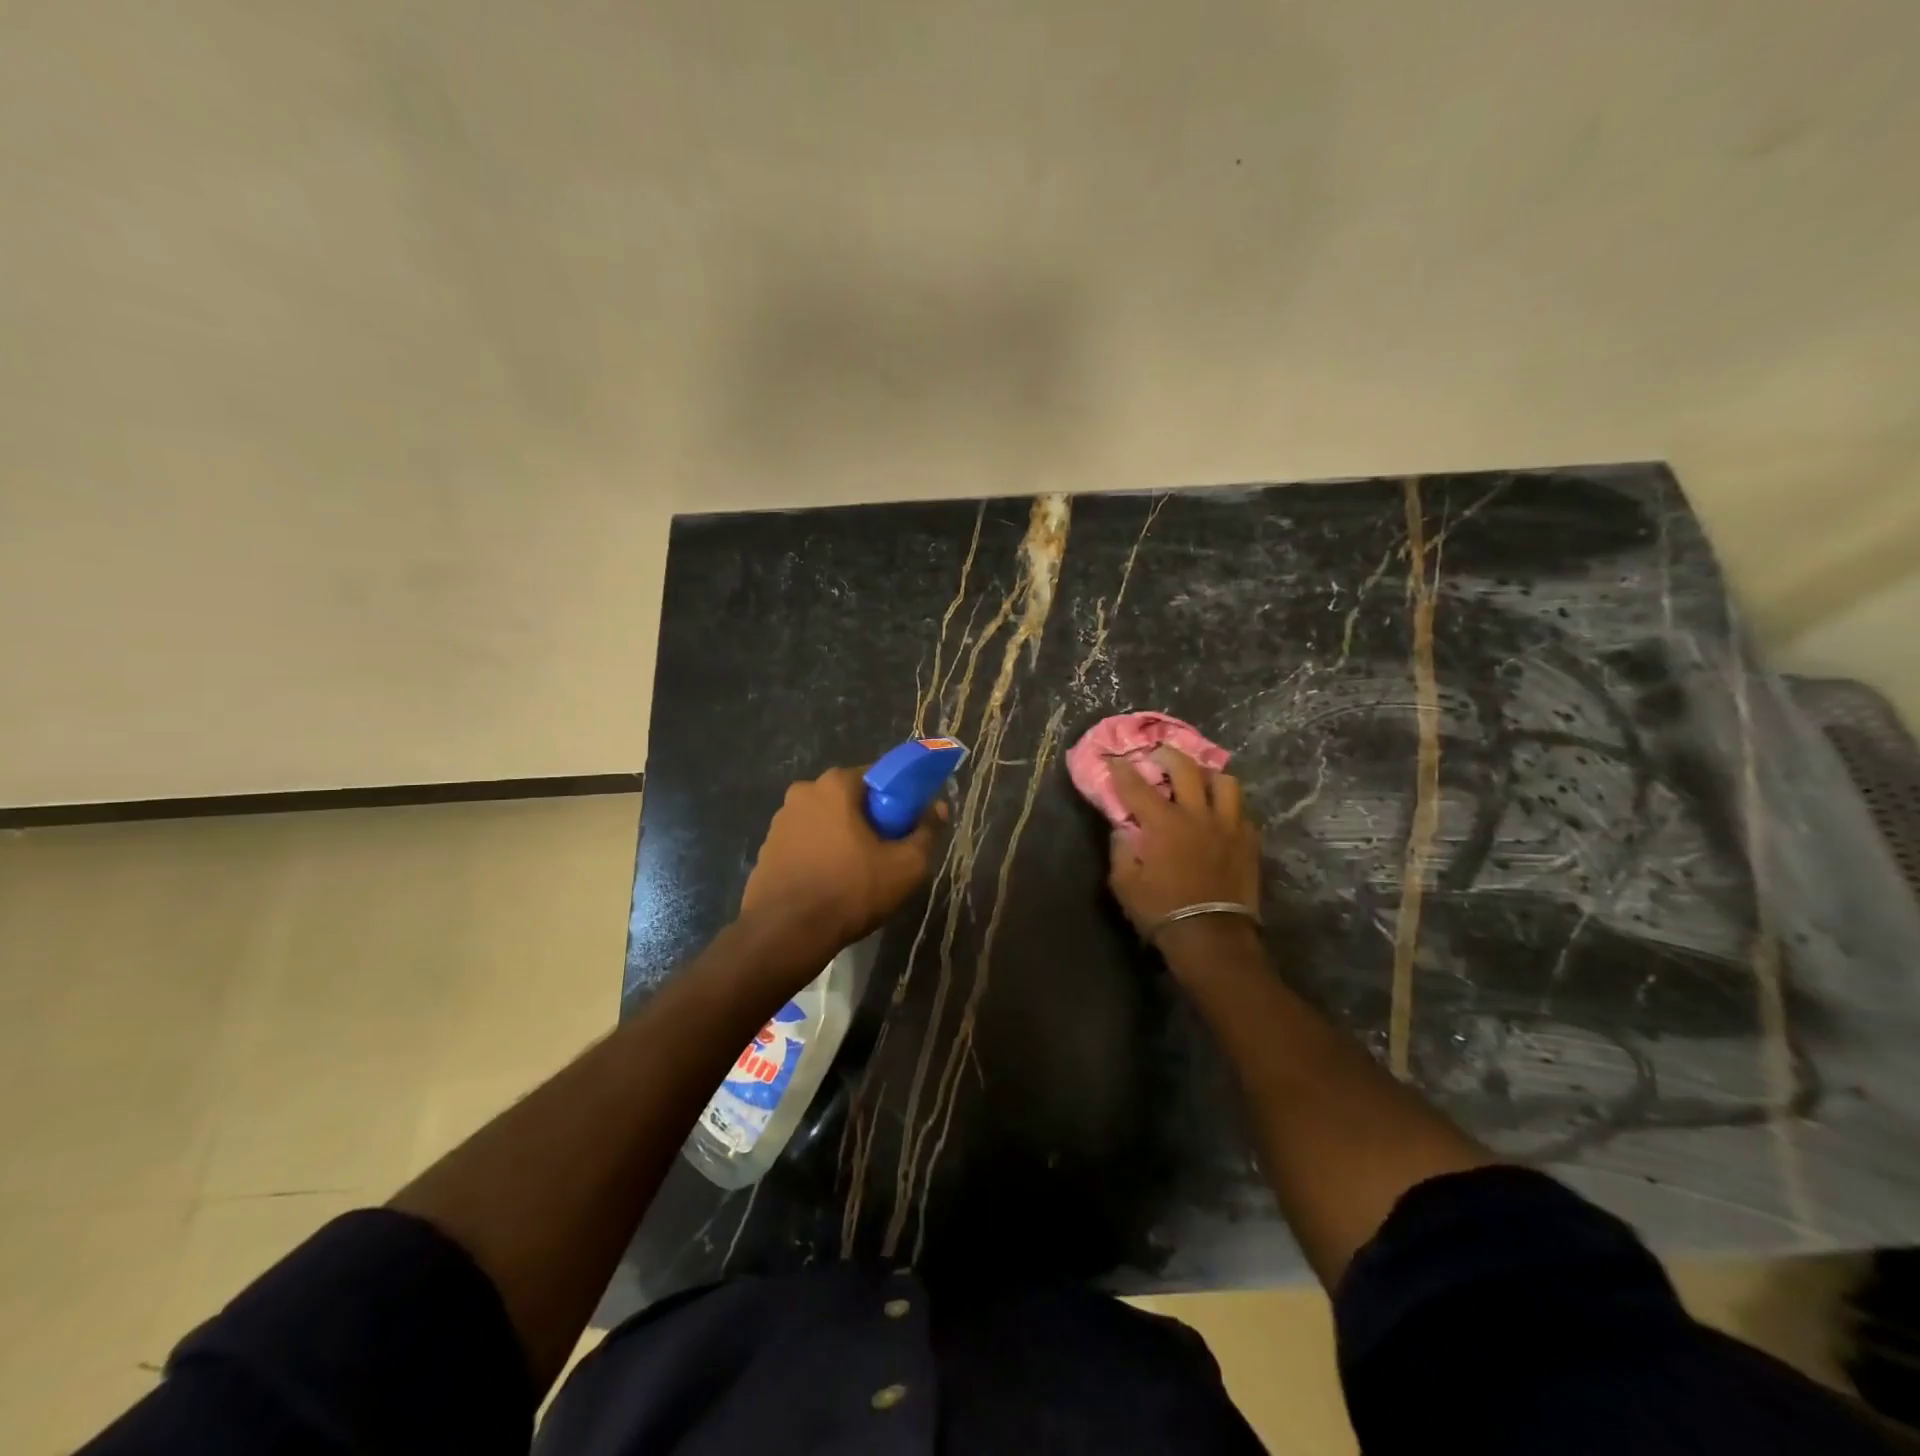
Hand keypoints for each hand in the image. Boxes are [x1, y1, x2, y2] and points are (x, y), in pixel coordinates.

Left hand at [740, 766, 944, 956]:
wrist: (785, 934)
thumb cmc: (850, 891)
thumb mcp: (906, 866)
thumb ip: (926, 832)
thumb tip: (938, 808)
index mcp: (834, 785)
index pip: (878, 777)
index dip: (898, 800)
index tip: (907, 826)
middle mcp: (802, 793)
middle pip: (849, 799)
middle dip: (869, 819)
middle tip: (886, 851)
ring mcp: (779, 822)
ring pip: (825, 821)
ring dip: (842, 838)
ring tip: (858, 873)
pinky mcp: (766, 850)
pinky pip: (805, 843)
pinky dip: (820, 855)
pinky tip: (830, 883)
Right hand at [1107, 747, 1260, 944]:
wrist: (1212, 937)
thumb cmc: (1161, 910)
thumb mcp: (1124, 883)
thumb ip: (1120, 849)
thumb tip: (1123, 828)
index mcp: (1163, 824)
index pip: (1136, 786)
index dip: (1122, 769)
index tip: (1114, 757)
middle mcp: (1197, 815)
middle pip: (1186, 768)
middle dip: (1167, 755)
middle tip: (1158, 755)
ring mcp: (1228, 826)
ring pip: (1225, 782)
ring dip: (1208, 775)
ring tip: (1199, 780)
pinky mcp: (1248, 841)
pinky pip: (1241, 810)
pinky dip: (1227, 805)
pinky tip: (1219, 814)